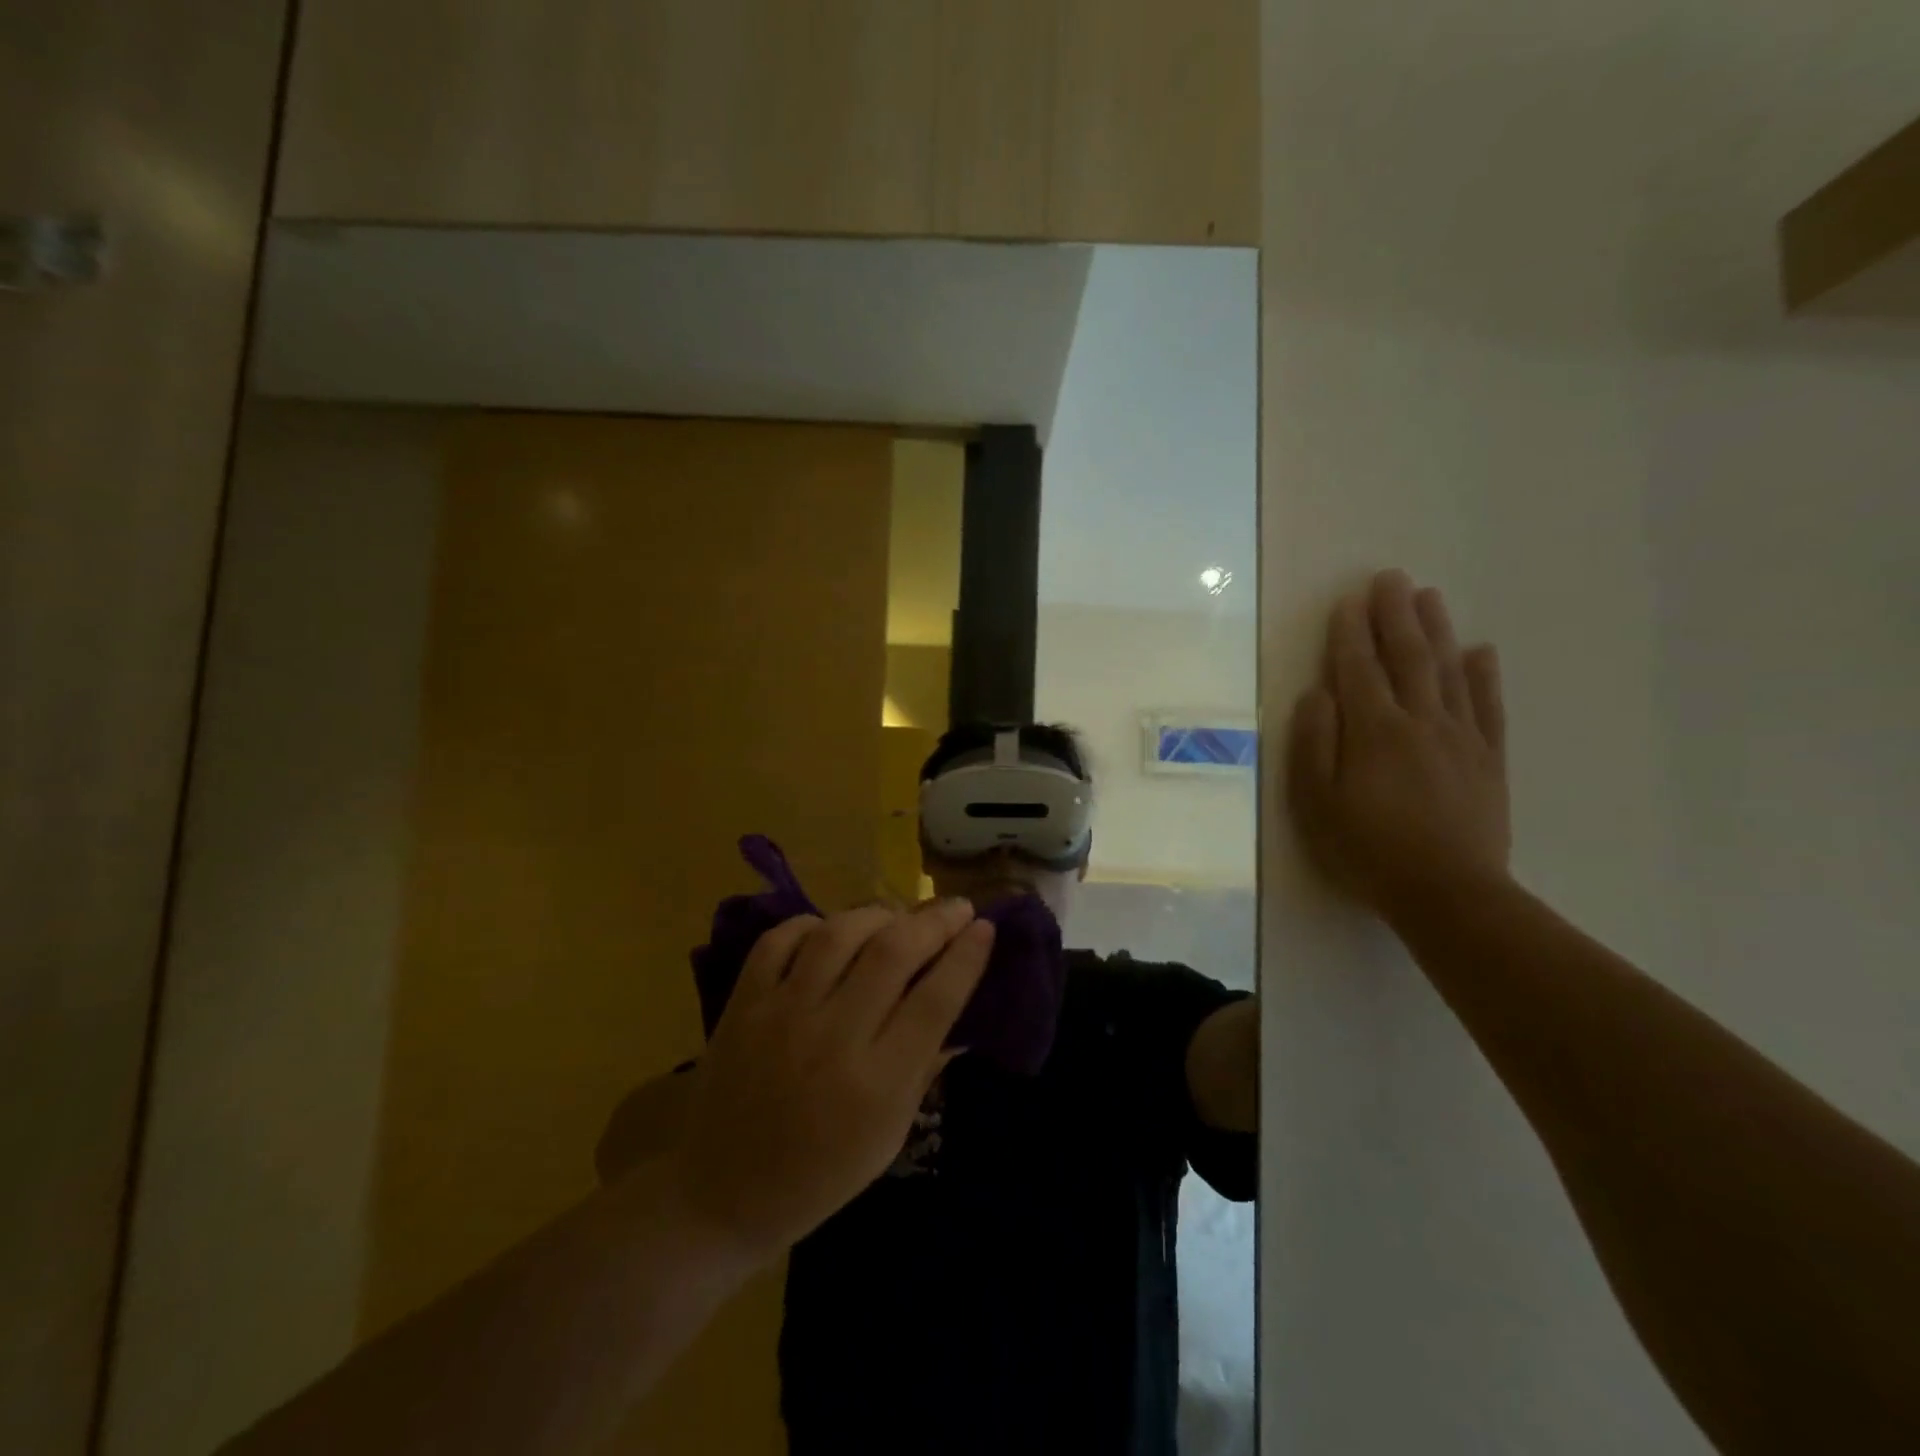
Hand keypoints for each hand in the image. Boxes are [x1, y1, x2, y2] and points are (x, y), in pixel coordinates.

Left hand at [669, 900, 993, 1261]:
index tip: (985, 929)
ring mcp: (782, 1014)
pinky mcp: (743, 1003)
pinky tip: (832, 930)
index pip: (935, 1001)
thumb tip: (960, 1011)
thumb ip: (924, 1067)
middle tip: (958, 907)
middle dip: (934, 921)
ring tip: (899, 915)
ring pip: (839, 934)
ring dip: (879, 913)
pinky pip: (781, 939)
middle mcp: (832, 1038)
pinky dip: (812, 924)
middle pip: (893, 953)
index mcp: (876, 1085)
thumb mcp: (889, 1137)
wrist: (718, 1195)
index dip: (966, 958)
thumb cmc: (818, 1177)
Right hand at [1286, 570, 1510, 921]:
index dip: (1350, 633)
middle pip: (1407, 657)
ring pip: (1448, 671)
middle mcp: (1419, 721)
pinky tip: (1480, 651)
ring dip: (1437, 630)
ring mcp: (1460, 738)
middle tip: (1391, 578)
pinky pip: (1487, 706)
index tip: (1348, 600)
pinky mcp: (1488, 759)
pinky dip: (1483, 675)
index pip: (1358, 669)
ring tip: (1429, 596)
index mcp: (1373, 731)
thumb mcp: (1316, 802)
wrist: (1447, 893)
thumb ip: (1314, 743)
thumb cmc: (1366, 849)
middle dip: (1395, 615)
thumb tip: (1316, 693)